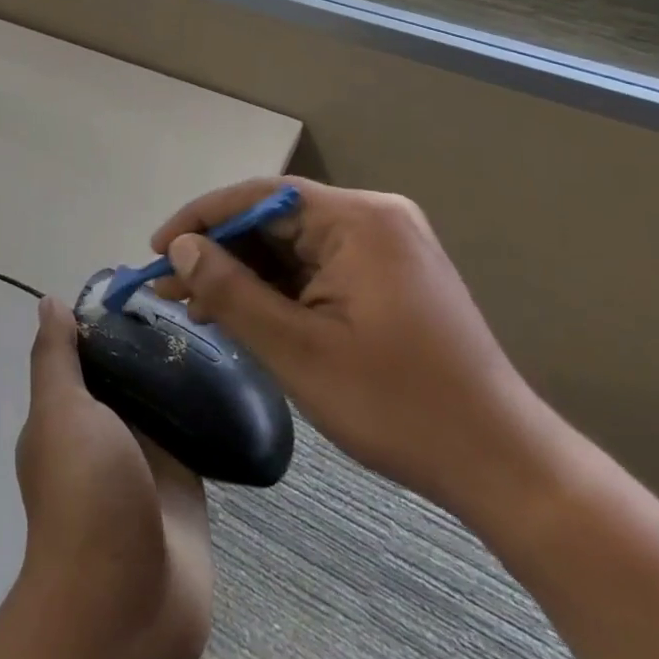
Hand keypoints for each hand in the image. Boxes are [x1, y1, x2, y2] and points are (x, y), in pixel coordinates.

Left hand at [15, 296, 212, 658]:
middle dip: (153, 340)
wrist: (126, 606)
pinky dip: (210, 408)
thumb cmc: (84, 495)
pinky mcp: (186, 483)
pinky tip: (238, 373)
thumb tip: (50, 303)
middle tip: (195, 299)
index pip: (87, 351)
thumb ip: (56, 359)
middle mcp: (105, 430)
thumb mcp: (60, 413)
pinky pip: (198, 434)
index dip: (109, 317)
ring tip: (222, 323)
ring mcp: (147, 458)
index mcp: (68, 412)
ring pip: (165, 399)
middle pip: (129, 371)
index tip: (146, 285)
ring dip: (184, 372)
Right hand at [151, 176, 557, 519]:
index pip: (259, 196)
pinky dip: (278, 290)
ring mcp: (386, 246)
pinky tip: (244, 315)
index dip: (200, 218)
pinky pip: (318, 267)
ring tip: (196, 307)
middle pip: (275, 220)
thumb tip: (180, 249)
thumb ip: (231, 291)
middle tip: (170, 289)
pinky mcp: (390, 275)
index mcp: (358, 220)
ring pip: (293, 246)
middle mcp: (374, 218)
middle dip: (220, 254)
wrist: (501, 462)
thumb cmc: (396, 405)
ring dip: (245, 275)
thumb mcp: (298, 350)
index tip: (157, 250)